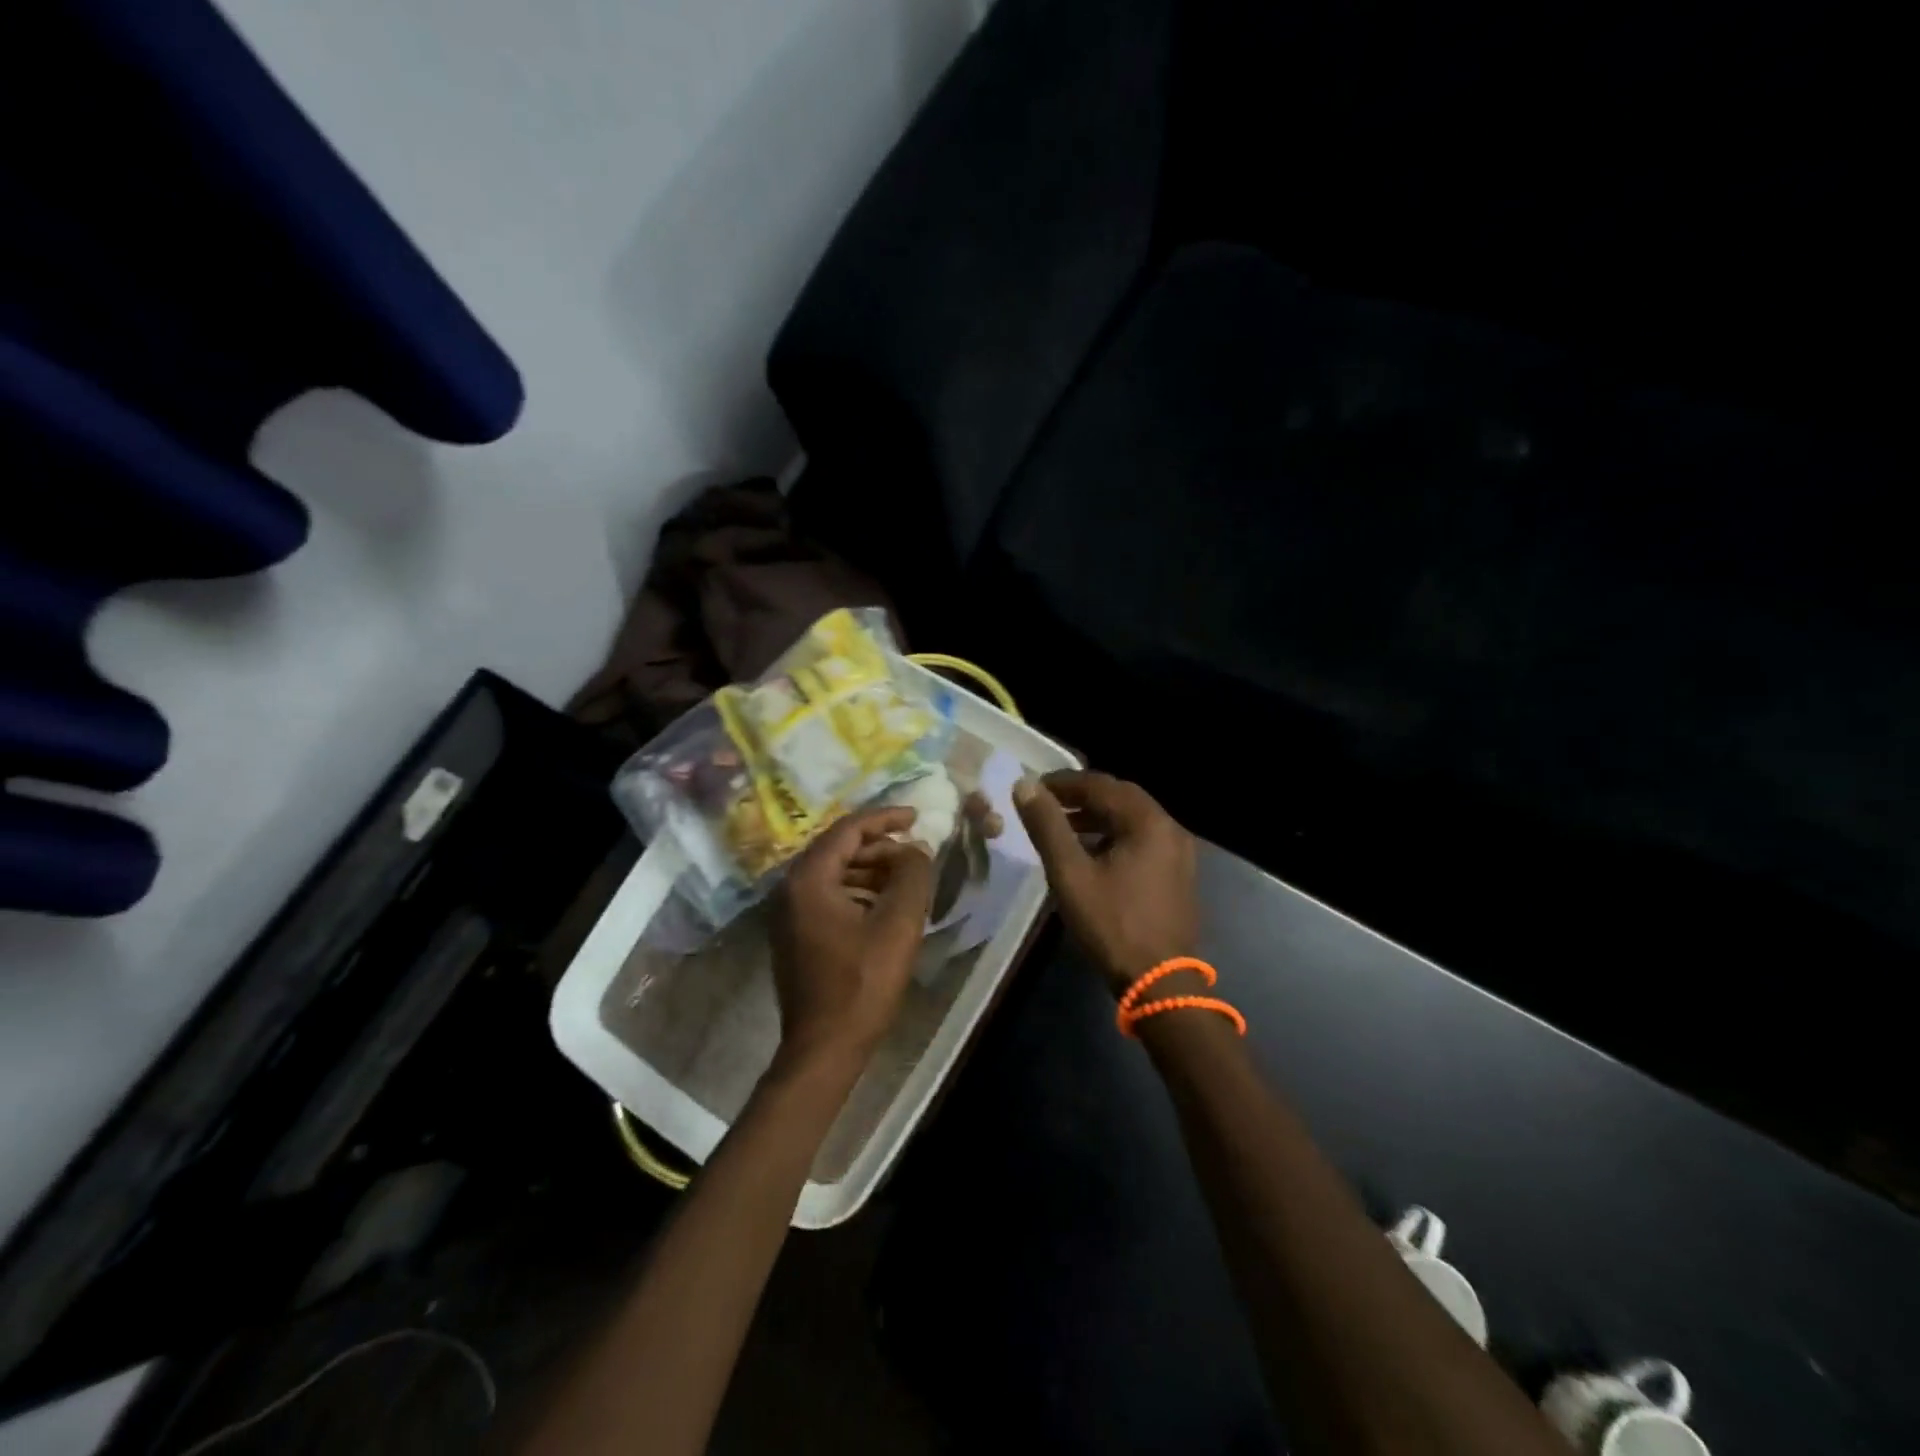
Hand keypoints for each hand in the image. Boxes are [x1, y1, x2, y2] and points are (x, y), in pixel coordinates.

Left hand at [770, 806, 935, 1073]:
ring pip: (835, 873)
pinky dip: (859, 892)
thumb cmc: (862, 983)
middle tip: (916, 852)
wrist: (824, 1047)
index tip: (916, 816)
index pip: (848, 829)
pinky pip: (829, 896)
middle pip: (838, 849)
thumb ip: (912, 875)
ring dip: (871, 870)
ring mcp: (789, 913)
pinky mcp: (795, 934)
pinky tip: (886, 905)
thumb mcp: (898, 923)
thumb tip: (916, 849)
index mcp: (808, 878)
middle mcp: (790, 888)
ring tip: (908, 877)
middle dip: (880, 846)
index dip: (885, 818)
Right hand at [1014, 771, 1198, 994]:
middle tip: (1046, 803)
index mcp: (1148, 821)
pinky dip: (1113, 835)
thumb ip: (1047, 826)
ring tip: (1061, 827)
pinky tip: (1090, 852)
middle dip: (1080, 796)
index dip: (1063, 782)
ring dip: (1097, 816)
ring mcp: (1178, 851)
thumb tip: (1025, 786)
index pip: (1100, 784)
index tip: (1033, 788)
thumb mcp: (1070, 874)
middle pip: (1120, 797)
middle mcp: (1169, 827)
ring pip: (1131, 819)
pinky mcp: (1177, 872)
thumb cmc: (1112, 924)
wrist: (1160, 982)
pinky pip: (1141, 839)